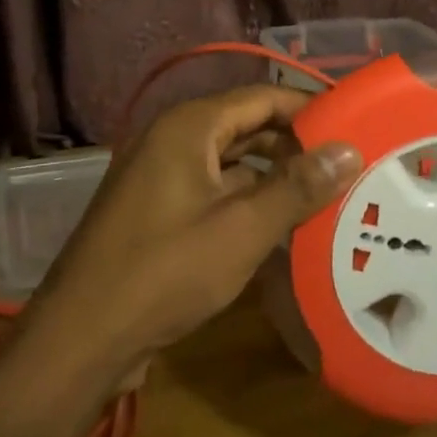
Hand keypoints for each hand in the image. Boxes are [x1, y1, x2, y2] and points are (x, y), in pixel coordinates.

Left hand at [28, 86, 360, 377]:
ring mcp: (160, 177)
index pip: (262, 97)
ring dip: (274, 177)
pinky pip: (213, 192)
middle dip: (295, 145)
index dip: (309, 108)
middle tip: (347, 165)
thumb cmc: (165, 272)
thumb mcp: (242, 228)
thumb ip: (297, 186)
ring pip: (231, 163)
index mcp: (188, 127)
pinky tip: (282, 227)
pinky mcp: (157, 212)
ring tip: (326, 195)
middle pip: (246, 127)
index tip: (354, 127)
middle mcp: (171, 140)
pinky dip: (247, 202)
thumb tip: (349, 149)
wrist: (82, 338)